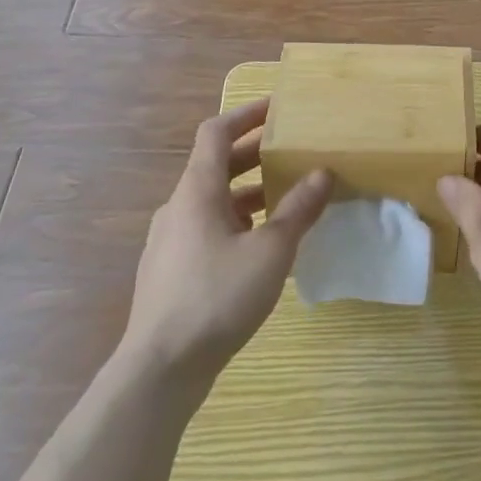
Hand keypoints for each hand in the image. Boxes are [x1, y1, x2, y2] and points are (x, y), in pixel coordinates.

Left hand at [120, 98, 331, 390]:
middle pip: (216, 165)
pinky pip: (208, 229)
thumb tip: (323, 173)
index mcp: (197, 190)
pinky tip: (262, 246)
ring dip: (248, 191)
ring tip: (286, 198)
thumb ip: (298, 209)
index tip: (277, 108)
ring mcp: (170, 242)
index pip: (216, 132)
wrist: (158, 372)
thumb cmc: (215, 297)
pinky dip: (236, 222)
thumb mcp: (270, 251)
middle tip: (292, 150)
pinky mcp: (171, 272)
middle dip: (254, 153)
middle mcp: (178, 207)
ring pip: (213, 200)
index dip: (246, 114)